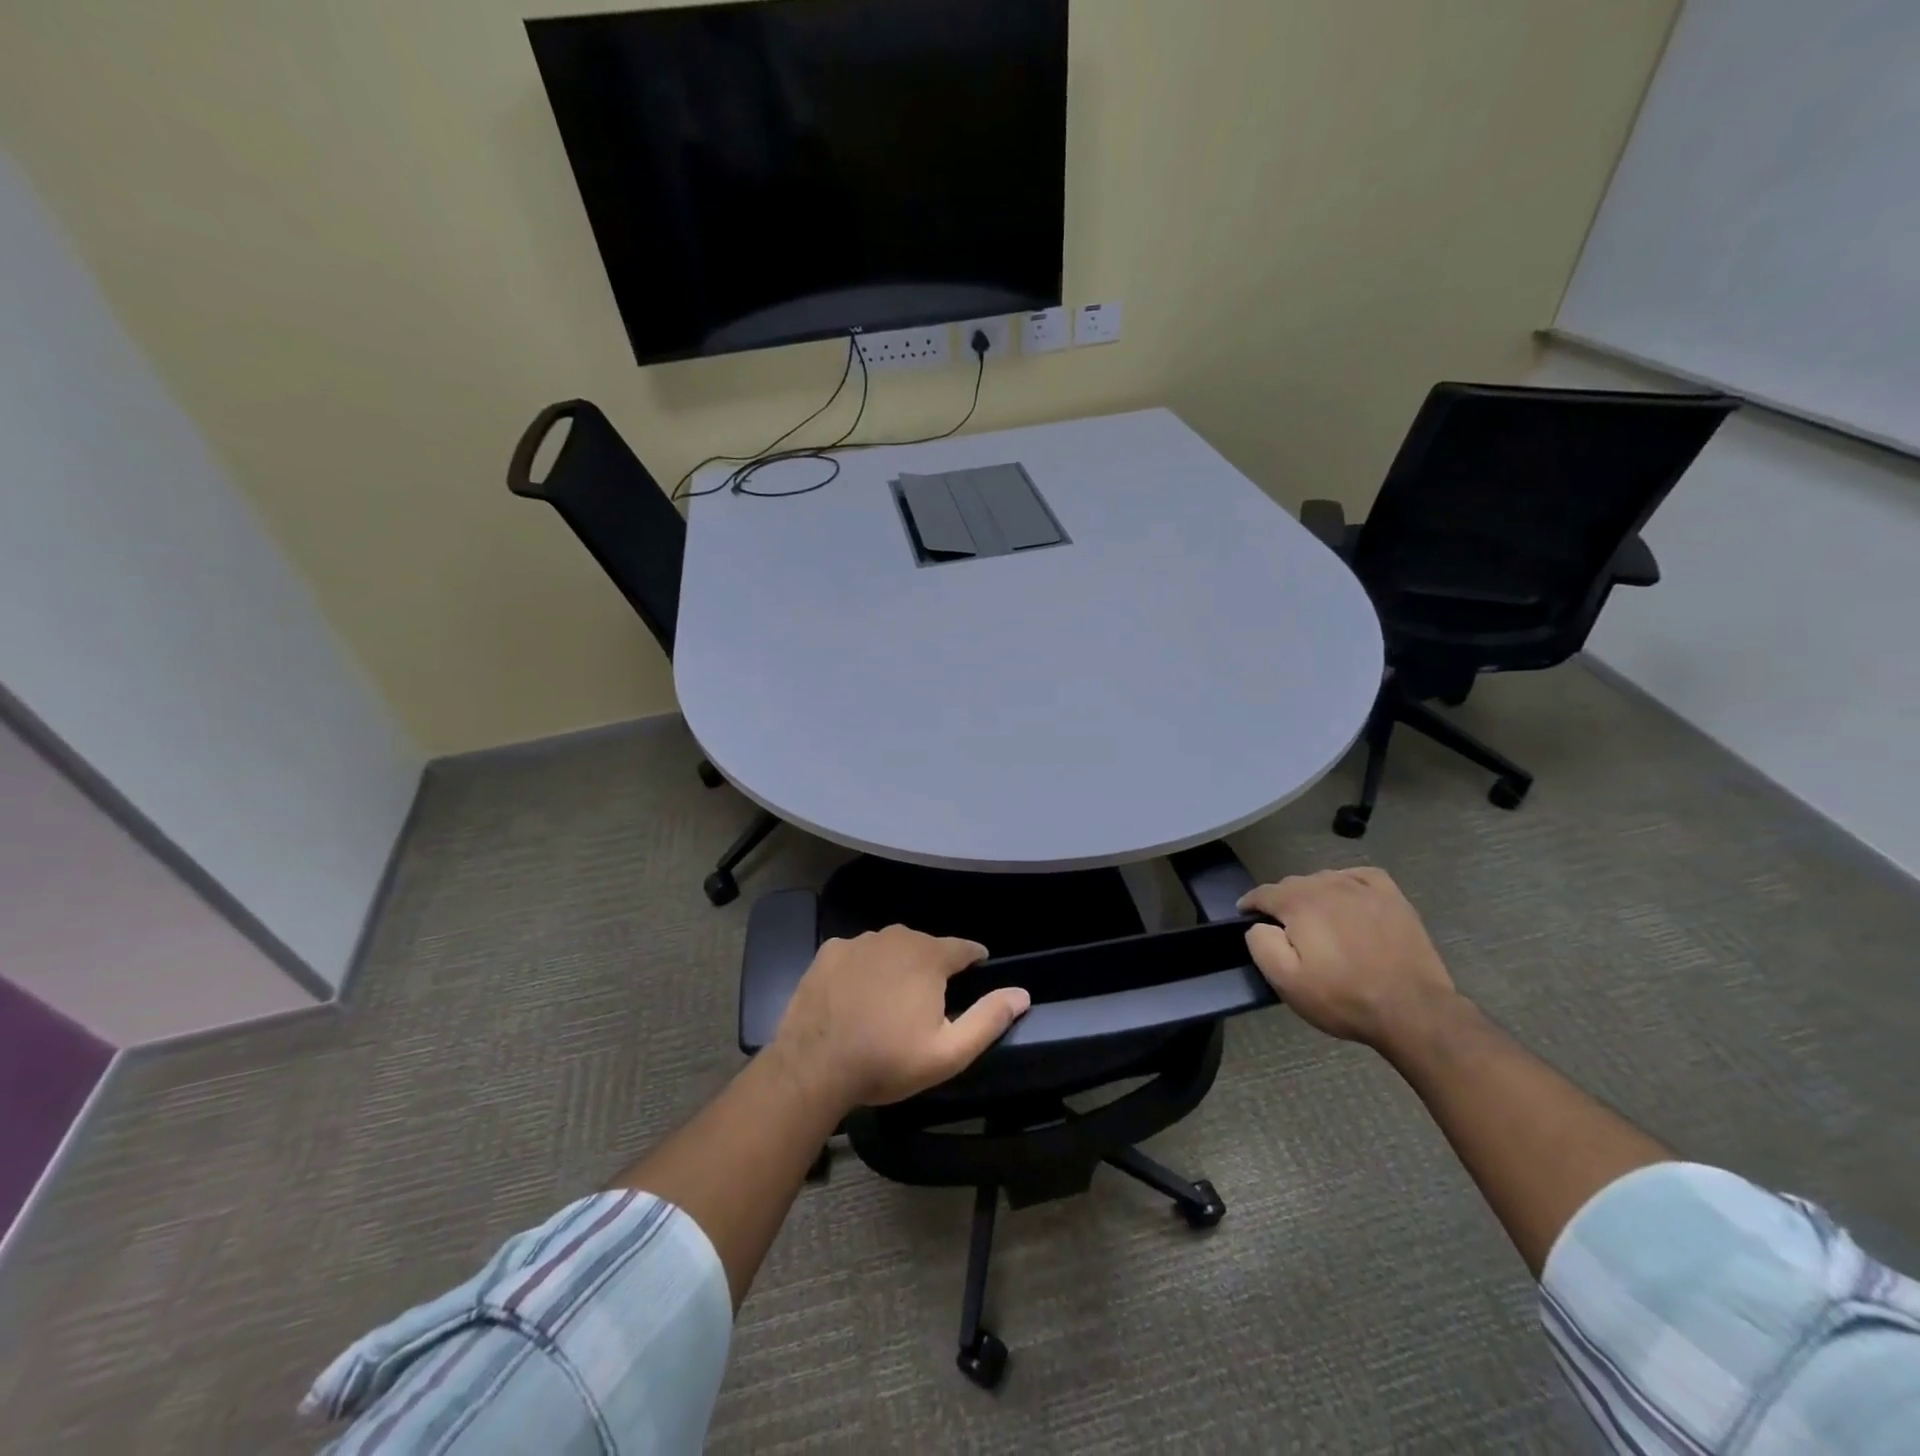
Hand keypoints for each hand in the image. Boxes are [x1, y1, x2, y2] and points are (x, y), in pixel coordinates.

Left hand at [771, 926, 1030, 1108]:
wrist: (814, 1066)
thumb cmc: (887, 1060)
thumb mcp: (948, 1052)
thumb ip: (988, 1019)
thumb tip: (1022, 993)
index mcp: (929, 956)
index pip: (964, 948)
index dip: (974, 959)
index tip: (977, 971)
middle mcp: (896, 937)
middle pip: (925, 946)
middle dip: (933, 967)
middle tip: (929, 1001)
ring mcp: (858, 941)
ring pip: (890, 948)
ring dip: (897, 965)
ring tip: (891, 999)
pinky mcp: (828, 952)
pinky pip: (857, 954)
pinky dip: (863, 968)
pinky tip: (856, 995)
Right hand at [1237, 868, 1455, 1046]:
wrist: (1413, 1010)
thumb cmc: (1343, 997)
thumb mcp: (1286, 981)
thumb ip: (1261, 944)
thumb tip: (1258, 925)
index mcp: (1299, 903)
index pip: (1263, 893)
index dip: (1250, 904)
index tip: (1245, 915)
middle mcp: (1328, 885)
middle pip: (1293, 884)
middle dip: (1282, 901)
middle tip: (1284, 929)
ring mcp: (1363, 888)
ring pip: (1324, 879)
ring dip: (1312, 894)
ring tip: (1316, 918)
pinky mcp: (1392, 897)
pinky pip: (1360, 876)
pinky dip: (1346, 881)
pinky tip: (1348, 896)